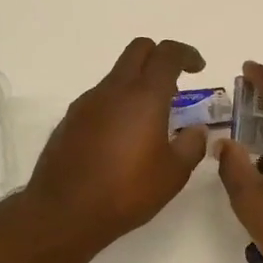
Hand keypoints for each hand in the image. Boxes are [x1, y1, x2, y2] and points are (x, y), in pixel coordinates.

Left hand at [25, 37, 211, 252]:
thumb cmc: (126, 191)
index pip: (167, 54)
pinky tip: (123, 138)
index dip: (187, 54)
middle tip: (175, 84)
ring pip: (117, 75)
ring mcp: (87, 102)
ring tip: (151, 119)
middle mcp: (113, 90)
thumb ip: (191, 145)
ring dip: (137, 83)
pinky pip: (100, 98)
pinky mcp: (70, 119)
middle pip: (138, 50)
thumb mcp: (173, 174)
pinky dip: (117, 104)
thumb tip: (196, 130)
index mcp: (144, 96)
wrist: (63, 212)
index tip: (198, 68)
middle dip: (160, 57)